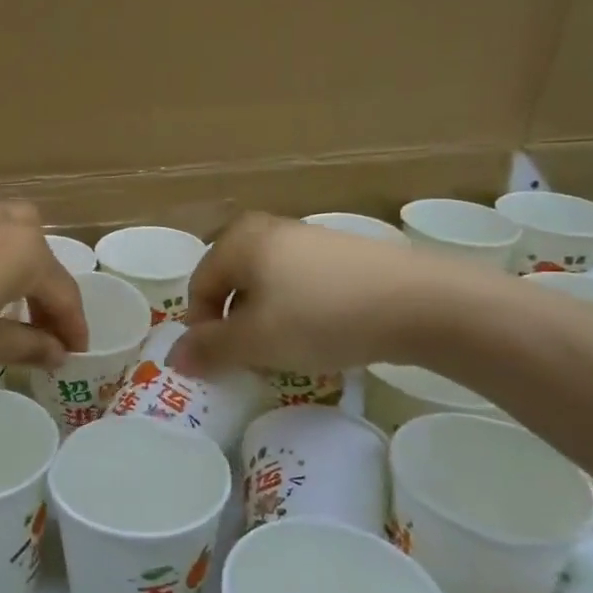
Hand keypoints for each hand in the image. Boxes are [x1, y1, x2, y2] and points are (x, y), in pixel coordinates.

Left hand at [0, 199, 89, 381]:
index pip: (63, 292)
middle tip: (41, 328)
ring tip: (3, 293)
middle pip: (38, 254)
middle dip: (45, 291)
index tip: (75, 353)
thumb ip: (30, 345)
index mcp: (26, 250)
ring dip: (15, 260)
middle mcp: (2, 218)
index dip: (72, 326)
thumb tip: (57, 351)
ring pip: (6, 229)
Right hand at [173, 211, 476, 376]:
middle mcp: (266, 229)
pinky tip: (323, 336)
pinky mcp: (341, 254)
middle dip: (236, 327)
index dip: (202, 330)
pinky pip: (301, 286)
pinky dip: (299, 313)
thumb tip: (174, 357)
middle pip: (232, 286)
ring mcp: (307, 238)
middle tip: (254, 360)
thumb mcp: (256, 340)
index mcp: (237, 240)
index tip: (223, 364)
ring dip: (268, 323)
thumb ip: (210, 349)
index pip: (199, 287)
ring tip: (291, 353)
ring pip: (267, 287)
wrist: (418, 302)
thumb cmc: (320, 316)